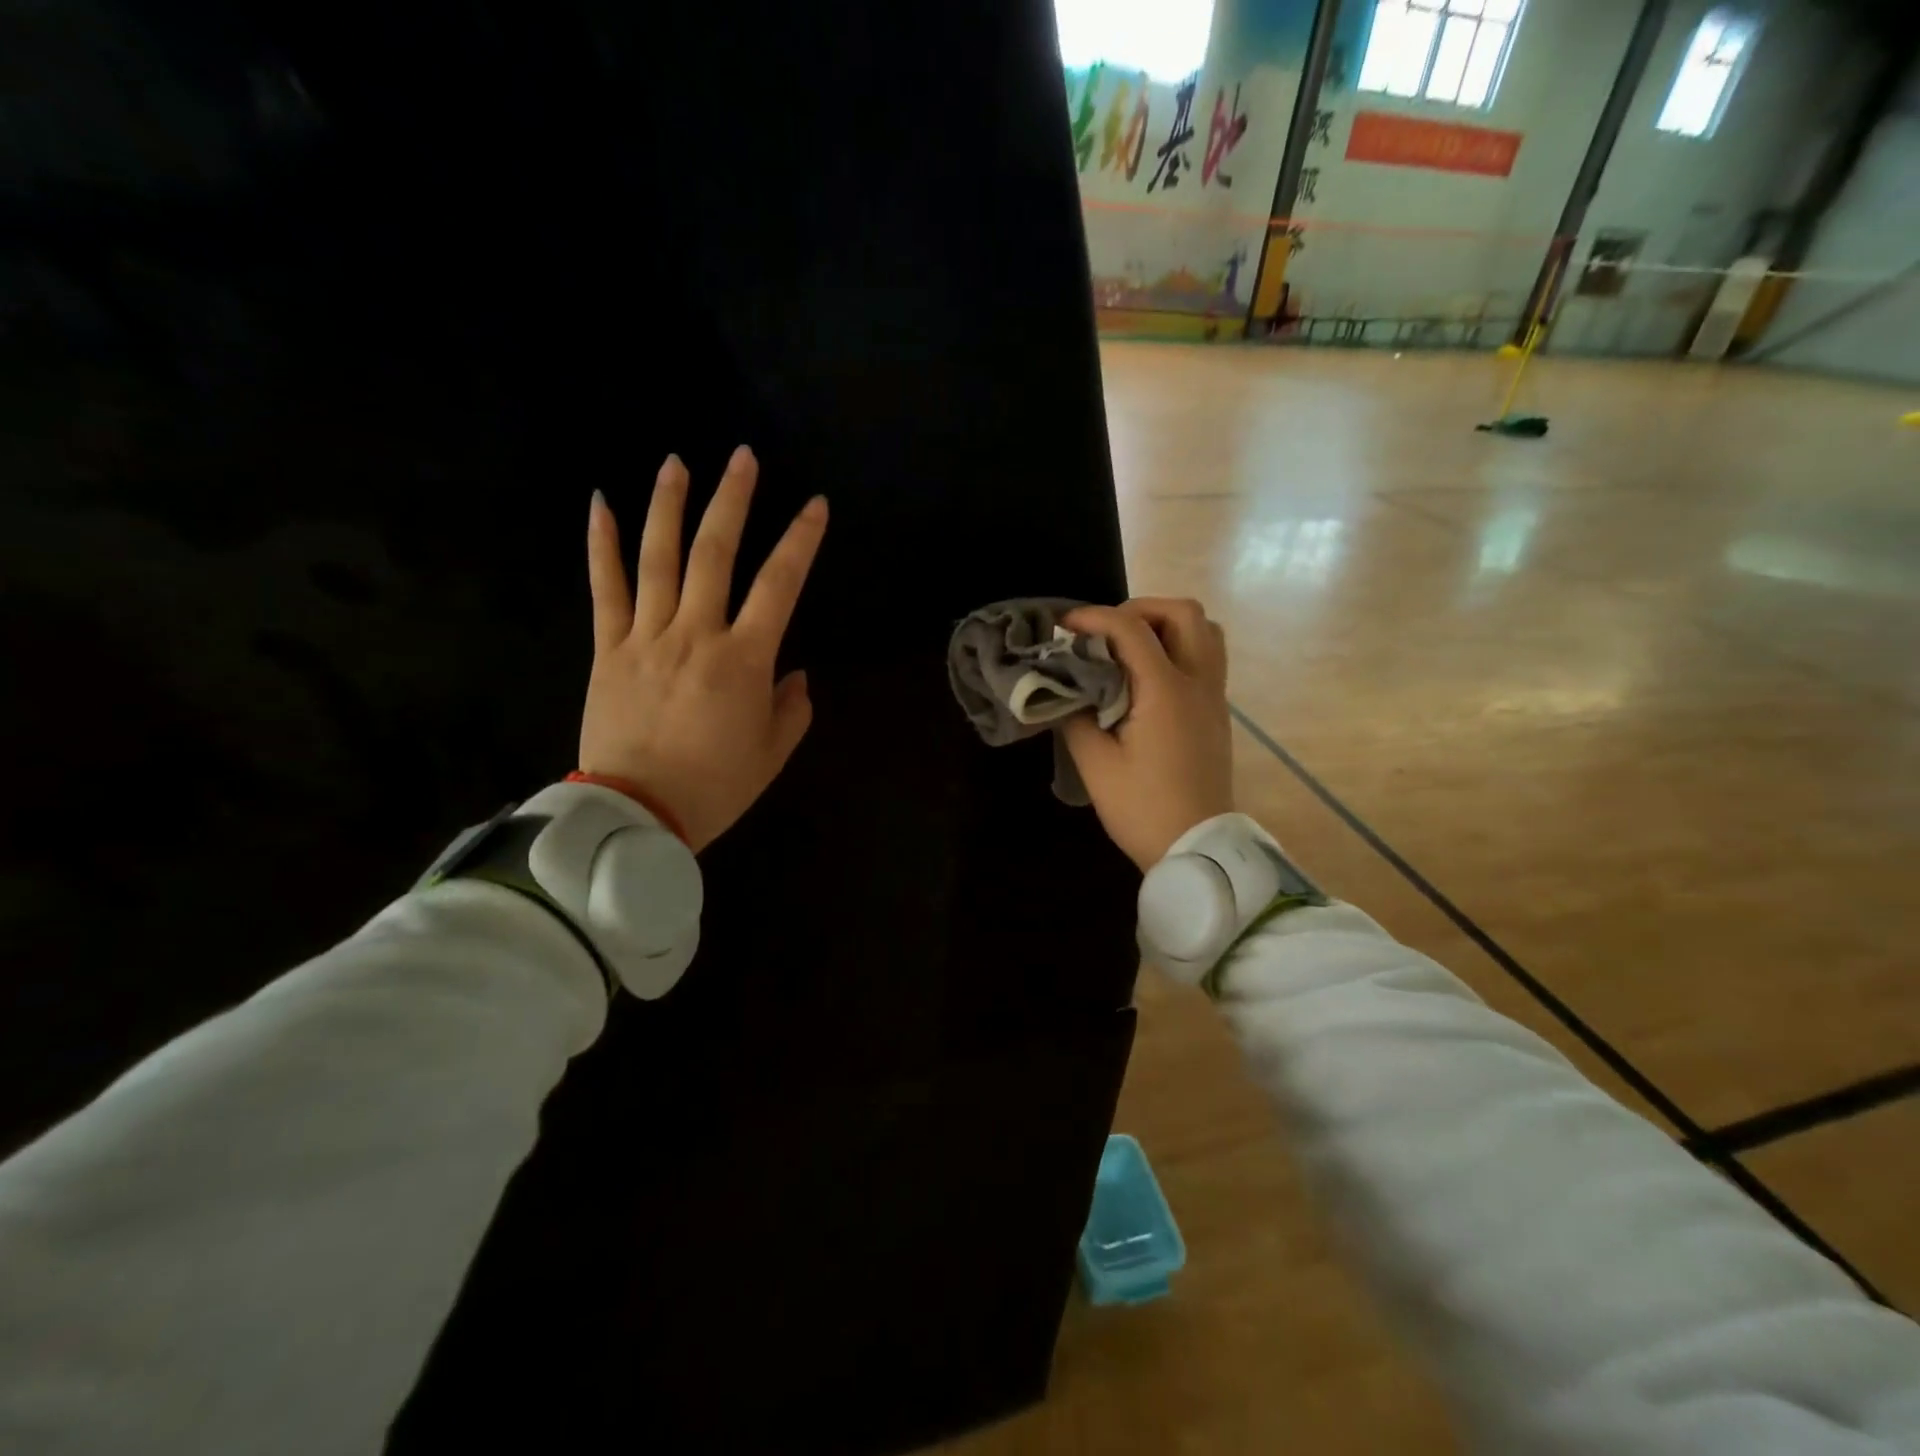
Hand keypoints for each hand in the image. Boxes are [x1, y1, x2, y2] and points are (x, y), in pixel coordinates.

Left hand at [580, 446, 827, 851]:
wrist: (636, 816)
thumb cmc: (715, 787)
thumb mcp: (773, 754)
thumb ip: (791, 708)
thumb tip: (793, 674)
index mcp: (744, 659)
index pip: (780, 584)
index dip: (801, 540)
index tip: (816, 505)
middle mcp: (696, 633)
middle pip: (715, 552)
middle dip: (733, 500)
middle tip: (743, 457)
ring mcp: (646, 636)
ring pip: (658, 557)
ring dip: (669, 505)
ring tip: (677, 462)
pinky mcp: (607, 649)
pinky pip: (604, 589)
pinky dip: (602, 545)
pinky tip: (601, 504)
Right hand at [1060, 598, 1232, 871]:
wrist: (1197, 849)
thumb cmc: (1142, 809)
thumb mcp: (1095, 764)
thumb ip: (1074, 716)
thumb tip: (1065, 689)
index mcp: (1166, 691)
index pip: (1131, 629)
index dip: (1093, 617)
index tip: (1063, 626)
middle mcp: (1198, 683)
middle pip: (1184, 613)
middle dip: (1140, 609)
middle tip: (1105, 632)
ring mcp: (1214, 697)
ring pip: (1205, 632)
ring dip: (1167, 625)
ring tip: (1130, 646)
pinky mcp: (1217, 714)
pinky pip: (1207, 658)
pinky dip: (1179, 648)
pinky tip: (1148, 677)